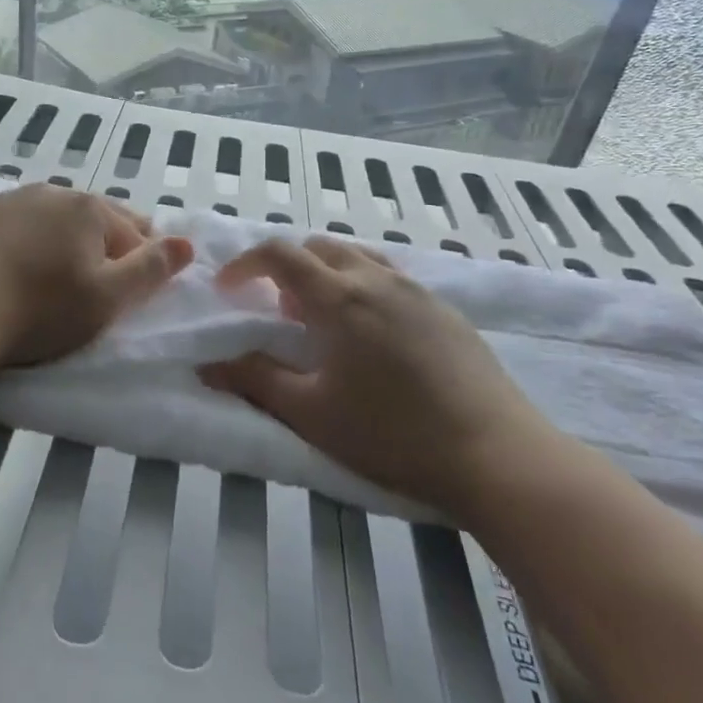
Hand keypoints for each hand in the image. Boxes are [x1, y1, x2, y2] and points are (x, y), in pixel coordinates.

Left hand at [0, 185, 193, 368]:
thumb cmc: (41, 309)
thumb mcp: (108, 298)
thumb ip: (151, 269)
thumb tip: (187, 243)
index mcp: (88, 207)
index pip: (134, 232)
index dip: (140, 262)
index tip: (130, 293)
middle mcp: (51, 191)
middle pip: (94, 219)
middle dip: (104, 246)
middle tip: (96, 285)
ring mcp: (9, 199)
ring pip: (54, 219)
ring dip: (64, 241)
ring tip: (57, 277)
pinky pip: (17, 225)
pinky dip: (27, 241)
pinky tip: (17, 267)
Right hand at [197, 236, 563, 523]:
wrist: (495, 454)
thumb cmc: (392, 434)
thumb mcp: (311, 413)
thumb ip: (255, 380)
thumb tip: (207, 364)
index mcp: (339, 297)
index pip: (280, 254)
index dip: (246, 263)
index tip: (228, 289)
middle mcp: (376, 279)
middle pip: (319, 247)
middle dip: (287, 267)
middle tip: (279, 311)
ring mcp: (416, 291)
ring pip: (359, 257)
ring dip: (327, 274)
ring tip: (324, 321)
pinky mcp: (445, 310)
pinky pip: (390, 278)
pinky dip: (363, 286)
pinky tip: (372, 336)